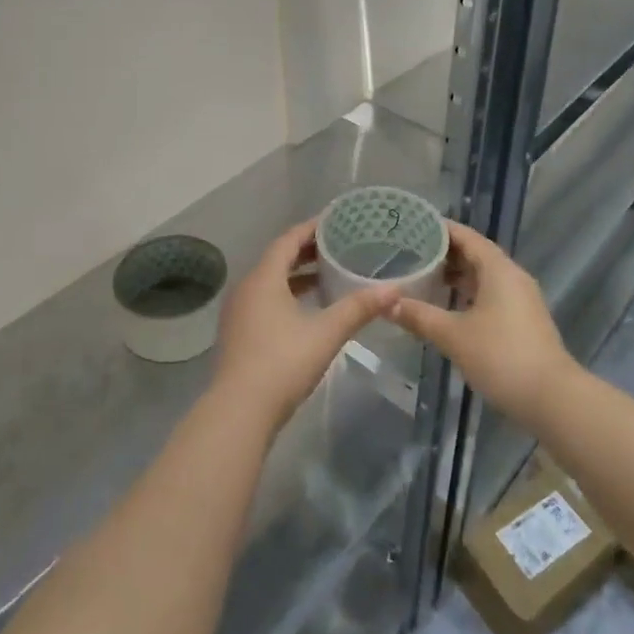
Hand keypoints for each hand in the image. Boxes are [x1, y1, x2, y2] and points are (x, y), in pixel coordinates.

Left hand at [212, 221, 396, 433]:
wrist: (239, 412)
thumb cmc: (282, 362)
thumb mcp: (326, 333)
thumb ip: (359, 308)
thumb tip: (395, 289)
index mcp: (264, 278)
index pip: (288, 240)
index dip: (311, 228)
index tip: (335, 221)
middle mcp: (247, 288)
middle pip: (278, 259)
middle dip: (307, 251)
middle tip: (338, 246)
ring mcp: (239, 312)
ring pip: (270, 282)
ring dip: (296, 275)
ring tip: (327, 275)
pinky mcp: (239, 334)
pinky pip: (265, 300)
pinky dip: (287, 295)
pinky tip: (307, 310)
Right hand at [387, 222, 576, 428]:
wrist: (552, 399)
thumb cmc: (501, 357)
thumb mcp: (453, 336)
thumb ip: (419, 316)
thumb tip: (387, 304)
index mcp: (498, 269)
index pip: (466, 236)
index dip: (440, 229)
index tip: (412, 226)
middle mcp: (512, 276)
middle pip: (475, 254)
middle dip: (444, 253)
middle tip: (410, 253)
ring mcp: (521, 299)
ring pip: (484, 277)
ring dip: (456, 276)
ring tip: (423, 279)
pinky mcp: (523, 321)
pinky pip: (491, 295)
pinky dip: (468, 295)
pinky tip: (448, 308)